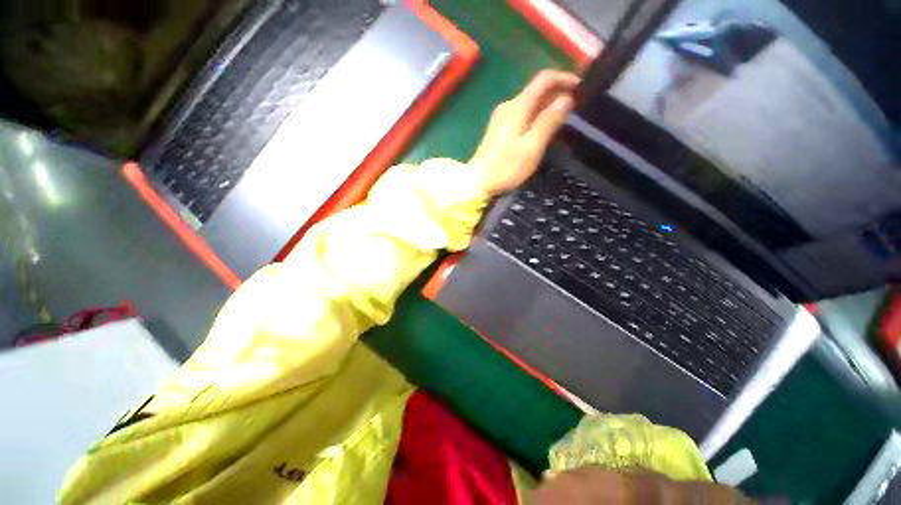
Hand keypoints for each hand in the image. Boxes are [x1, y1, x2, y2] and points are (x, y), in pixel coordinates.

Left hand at [470, 69, 579, 195]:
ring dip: (547, 105)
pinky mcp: (499, 129)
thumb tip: (566, 98)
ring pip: (530, 103)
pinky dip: (536, 115)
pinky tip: (543, 127)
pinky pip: (522, 114)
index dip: (564, 78)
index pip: (543, 79)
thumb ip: (548, 122)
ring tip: (564, 117)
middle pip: (537, 90)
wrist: (478, 182)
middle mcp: (508, 106)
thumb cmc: (506, 167)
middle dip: (558, 93)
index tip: (581, 87)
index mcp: (518, 106)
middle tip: (576, 106)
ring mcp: (502, 117)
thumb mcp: (531, 147)